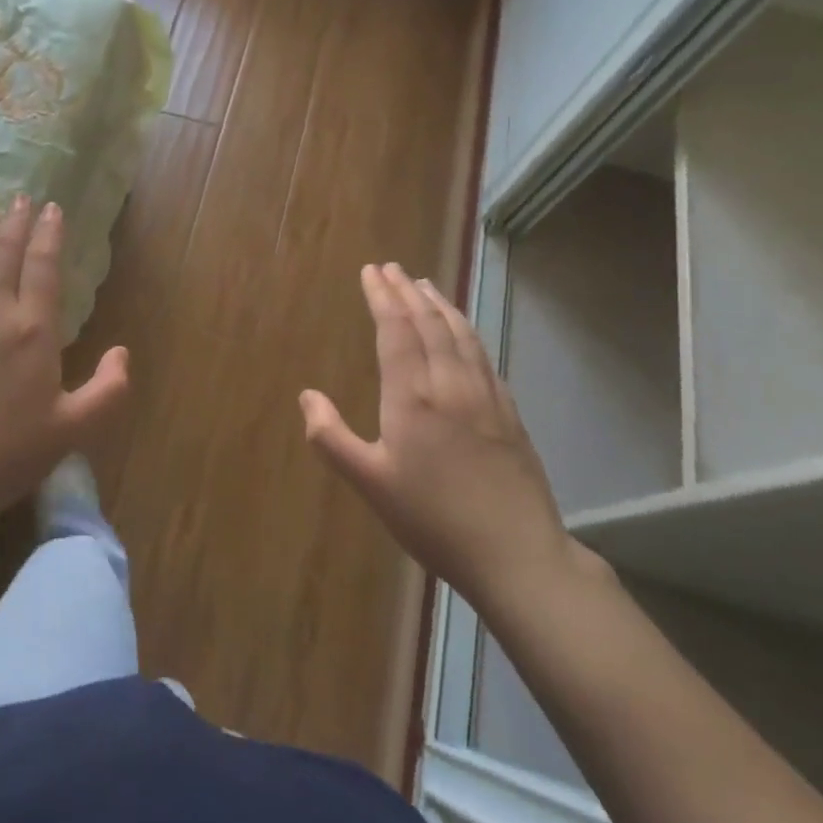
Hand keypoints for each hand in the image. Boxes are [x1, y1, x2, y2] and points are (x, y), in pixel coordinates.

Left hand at [0, 195, 129, 528]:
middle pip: (4, 253)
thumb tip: (122, 352)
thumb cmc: (5, 455)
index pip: (43, 266)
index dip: (49, 234)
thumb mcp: (72, 430)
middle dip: (16, 221)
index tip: (52, 208)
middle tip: (21, 198)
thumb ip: (108, 390)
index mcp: (33, 330)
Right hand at [299, 263, 578, 611]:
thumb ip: (331, 437)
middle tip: (392, 268)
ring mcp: (485, 395)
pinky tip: (463, 331)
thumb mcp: (369, 483)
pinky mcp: (508, 411)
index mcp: (413, 396)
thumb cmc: (432, 519)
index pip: (396, 330)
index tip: (371, 272)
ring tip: (425, 285)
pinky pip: (482, 354)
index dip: (382, 297)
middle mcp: (450, 384)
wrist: (516, 553)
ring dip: (439, 304)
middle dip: (407, 291)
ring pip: (460, 333)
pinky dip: (466, 330)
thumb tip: (307, 395)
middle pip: (428, 322)